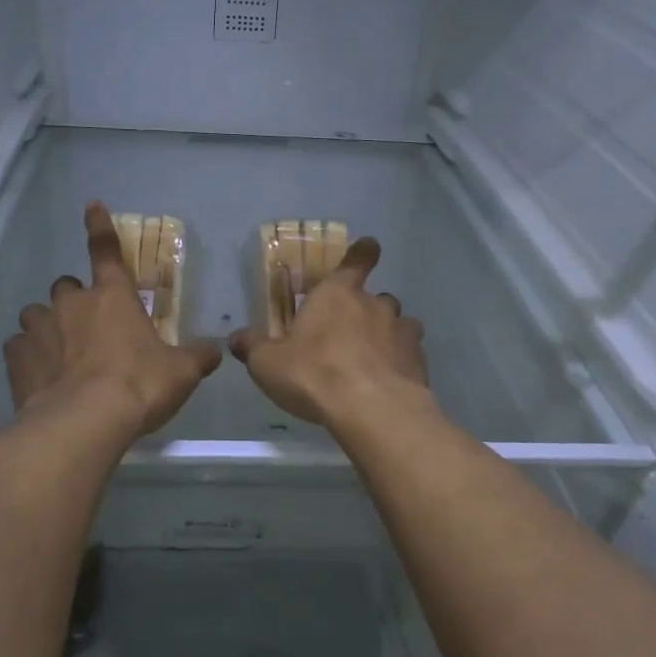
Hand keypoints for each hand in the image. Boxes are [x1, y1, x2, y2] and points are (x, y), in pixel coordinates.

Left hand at [5, 202, 221, 435]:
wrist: (85, 422)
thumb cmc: (139, 385)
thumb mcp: (181, 372)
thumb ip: (198, 356)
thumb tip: (216, 350)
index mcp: (113, 297)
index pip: (106, 251)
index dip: (100, 226)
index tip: (91, 205)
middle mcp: (72, 304)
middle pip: (66, 287)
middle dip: (75, 301)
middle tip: (88, 329)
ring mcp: (39, 328)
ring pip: (36, 315)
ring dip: (48, 328)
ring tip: (60, 356)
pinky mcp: (16, 357)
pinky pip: (18, 348)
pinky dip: (28, 357)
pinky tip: (40, 378)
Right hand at [228, 237, 429, 428]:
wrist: (371, 409)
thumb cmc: (314, 374)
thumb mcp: (268, 363)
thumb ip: (253, 347)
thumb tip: (235, 338)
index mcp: (337, 294)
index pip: (356, 261)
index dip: (363, 253)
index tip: (369, 247)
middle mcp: (374, 305)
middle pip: (377, 297)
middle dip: (368, 309)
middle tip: (352, 331)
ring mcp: (401, 332)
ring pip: (400, 324)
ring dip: (388, 335)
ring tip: (375, 358)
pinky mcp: (419, 362)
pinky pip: (411, 354)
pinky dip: (402, 362)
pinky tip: (390, 382)